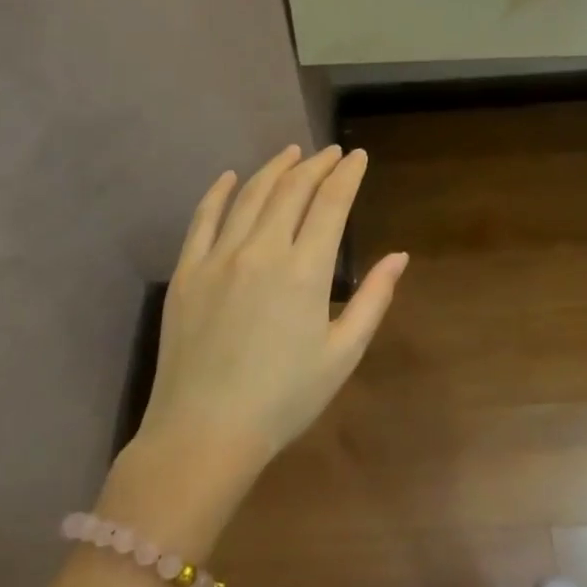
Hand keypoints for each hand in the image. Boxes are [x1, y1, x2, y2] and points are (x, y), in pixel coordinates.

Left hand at [136, 145, 407, 470]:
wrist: (204, 433)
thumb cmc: (283, 399)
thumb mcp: (343, 354)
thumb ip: (373, 299)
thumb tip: (399, 256)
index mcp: (305, 270)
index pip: (331, 203)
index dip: (347, 174)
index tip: (357, 156)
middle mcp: (261, 250)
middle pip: (292, 190)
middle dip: (316, 165)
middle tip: (330, 152)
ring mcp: (218, 257)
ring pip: (250, 195)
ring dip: (274, 168)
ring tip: (291, 153)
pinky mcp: (187, 271)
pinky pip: (202, 218)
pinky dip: (219, 192)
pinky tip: (230, 177)